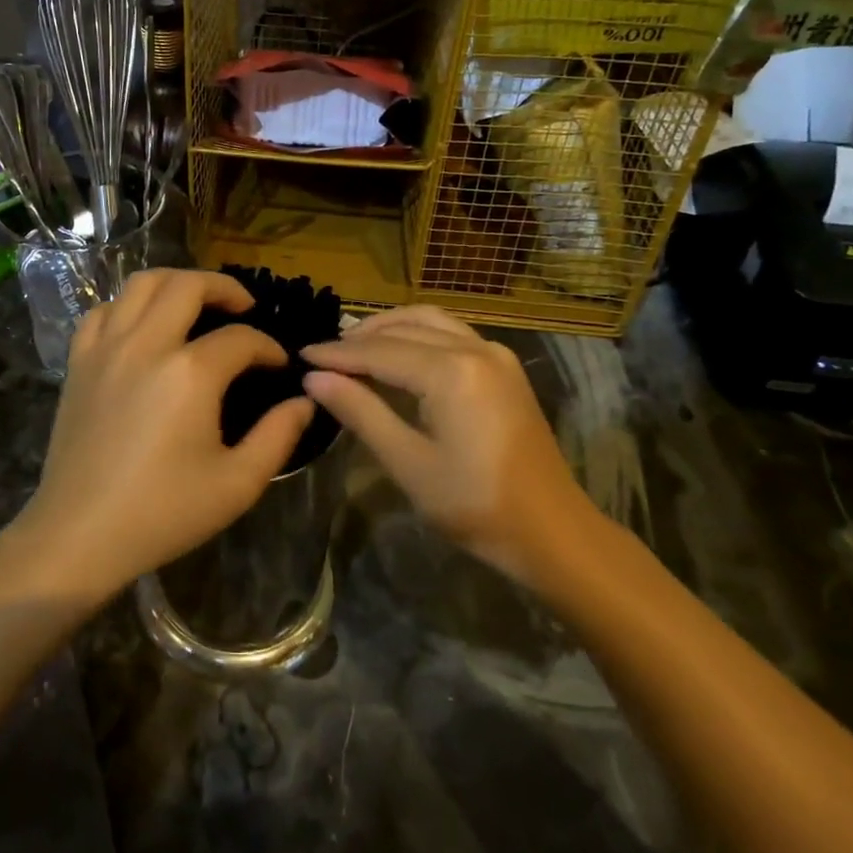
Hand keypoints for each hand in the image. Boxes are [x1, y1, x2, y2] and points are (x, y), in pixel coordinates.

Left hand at [7, 269, 315, 602]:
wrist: (80, 534)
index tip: (279, 366)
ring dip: (176, 284)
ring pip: (141, 283)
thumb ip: (278, 436)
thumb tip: (304, 401)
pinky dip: (128, 305)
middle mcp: (146, 344)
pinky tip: (142, 326)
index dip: (268, 348)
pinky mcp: (79, 361)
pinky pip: (104, 310)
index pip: (241, 339)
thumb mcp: (238, 484)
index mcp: (190, 373)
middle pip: (188, 285)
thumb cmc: (163, 512)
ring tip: (196, 303)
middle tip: (244, 308)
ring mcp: (106, 348)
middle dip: (225, 288)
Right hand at [301, 306, 598, 581]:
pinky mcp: (504, 367)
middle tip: (322, 356)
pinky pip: (451, 333)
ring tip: (354, 347)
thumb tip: (315, 379)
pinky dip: (418, 334)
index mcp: (451, 372)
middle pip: (404, 329)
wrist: (552, 531)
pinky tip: (398, 354)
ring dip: (389, 328)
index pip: (379, 352)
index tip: (301, 355)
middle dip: (359, 339)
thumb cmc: (474, 505)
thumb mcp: (408, 462)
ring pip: (430, 321)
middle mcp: (475, 348)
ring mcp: (495, 354)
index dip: (337, 354)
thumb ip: (360, 412)